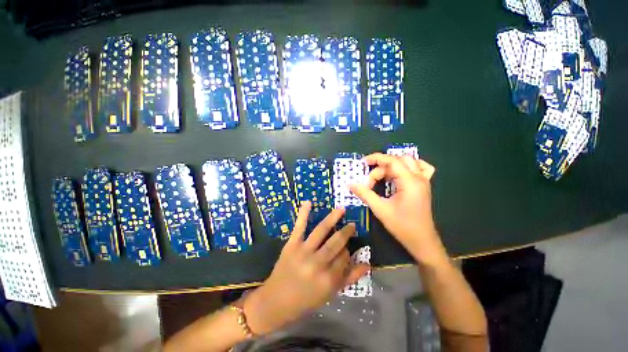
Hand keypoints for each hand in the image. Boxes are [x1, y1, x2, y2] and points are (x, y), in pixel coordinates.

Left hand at [243, 202, 369, 334]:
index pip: (344, 258)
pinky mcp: (291, 245)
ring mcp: (303, 252)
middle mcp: (317, 263)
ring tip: (341, 209)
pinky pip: (299, 227)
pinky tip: (309, 202)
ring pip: (321, 231)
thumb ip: (349, 278)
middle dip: (345, 233)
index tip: (346, 250)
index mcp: (328, 279)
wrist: (275, 301)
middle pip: (336, 243)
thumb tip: (368, 264)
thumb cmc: (305, 300)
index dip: (347, 252)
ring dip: (332, 218)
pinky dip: (303, 214)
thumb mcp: (330, 294)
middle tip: (351, 225)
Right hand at [350, 153, 445, 264]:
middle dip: (382, 166)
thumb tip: (350, 185)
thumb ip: (365, 194)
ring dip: (393, 166)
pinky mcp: (423, 186)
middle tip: (370, 180)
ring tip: (382, 177)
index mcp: (410, 182)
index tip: (363, 163)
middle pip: (398, 161)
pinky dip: (409, 166)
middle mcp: (419, 178)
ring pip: (408, 162)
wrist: (422, 241)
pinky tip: (400, 173)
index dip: (376, 159)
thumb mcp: (380, 209)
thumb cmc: (402, 226)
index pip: (392, 161)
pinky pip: (421, 168)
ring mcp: (424, 181)